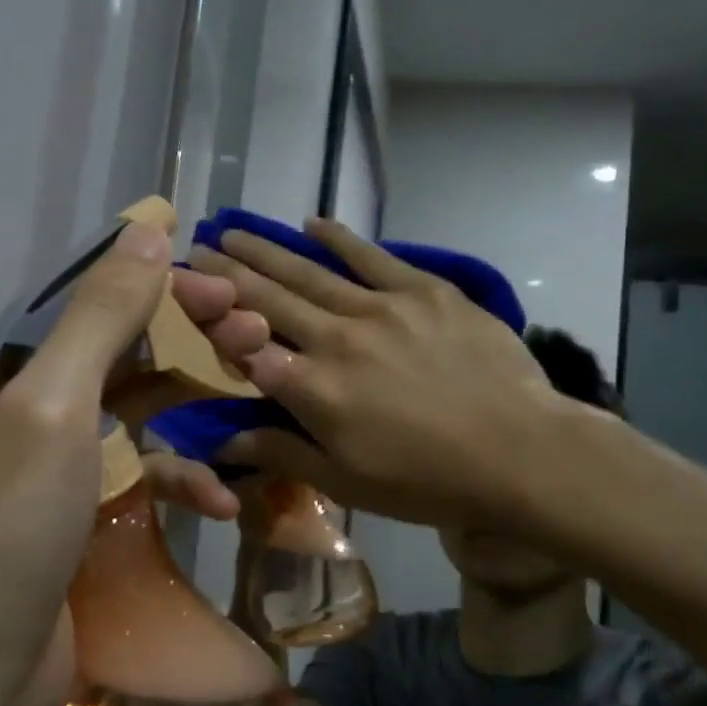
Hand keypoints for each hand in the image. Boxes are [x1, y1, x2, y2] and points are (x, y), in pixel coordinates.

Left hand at [0, 231, 265, 705]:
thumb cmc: (5, 528)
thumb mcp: (51, 407)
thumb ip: (100, 315)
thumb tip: (145, 228)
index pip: (80, 300)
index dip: (153, 285)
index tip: (222, 287)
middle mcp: (8, 404)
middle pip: (109, 351)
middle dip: (182, 341)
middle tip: (250, 331)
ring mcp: (40, 463)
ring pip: (126, 411)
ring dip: (188, 408)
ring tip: (250, 399)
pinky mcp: (68, 514)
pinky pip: (128, 474)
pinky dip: (172, 477)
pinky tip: (219, 497)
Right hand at [190, 219, 577, 533]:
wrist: (521, 454)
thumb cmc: (427, 480)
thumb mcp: (346, 482)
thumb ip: (281, 451)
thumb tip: (220, 440)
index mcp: (312, 388)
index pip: (245, 345)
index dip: (210, 318)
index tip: (184, 294)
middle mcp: (336, 338)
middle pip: (268, 299)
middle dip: (227, 272)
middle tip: (197, 247)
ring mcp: (381, 308)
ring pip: (309, 272)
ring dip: (266, 250)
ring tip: (233, 229)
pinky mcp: (424, 291)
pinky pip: (372, 258)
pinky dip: (339, 239)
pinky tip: (312, 223)